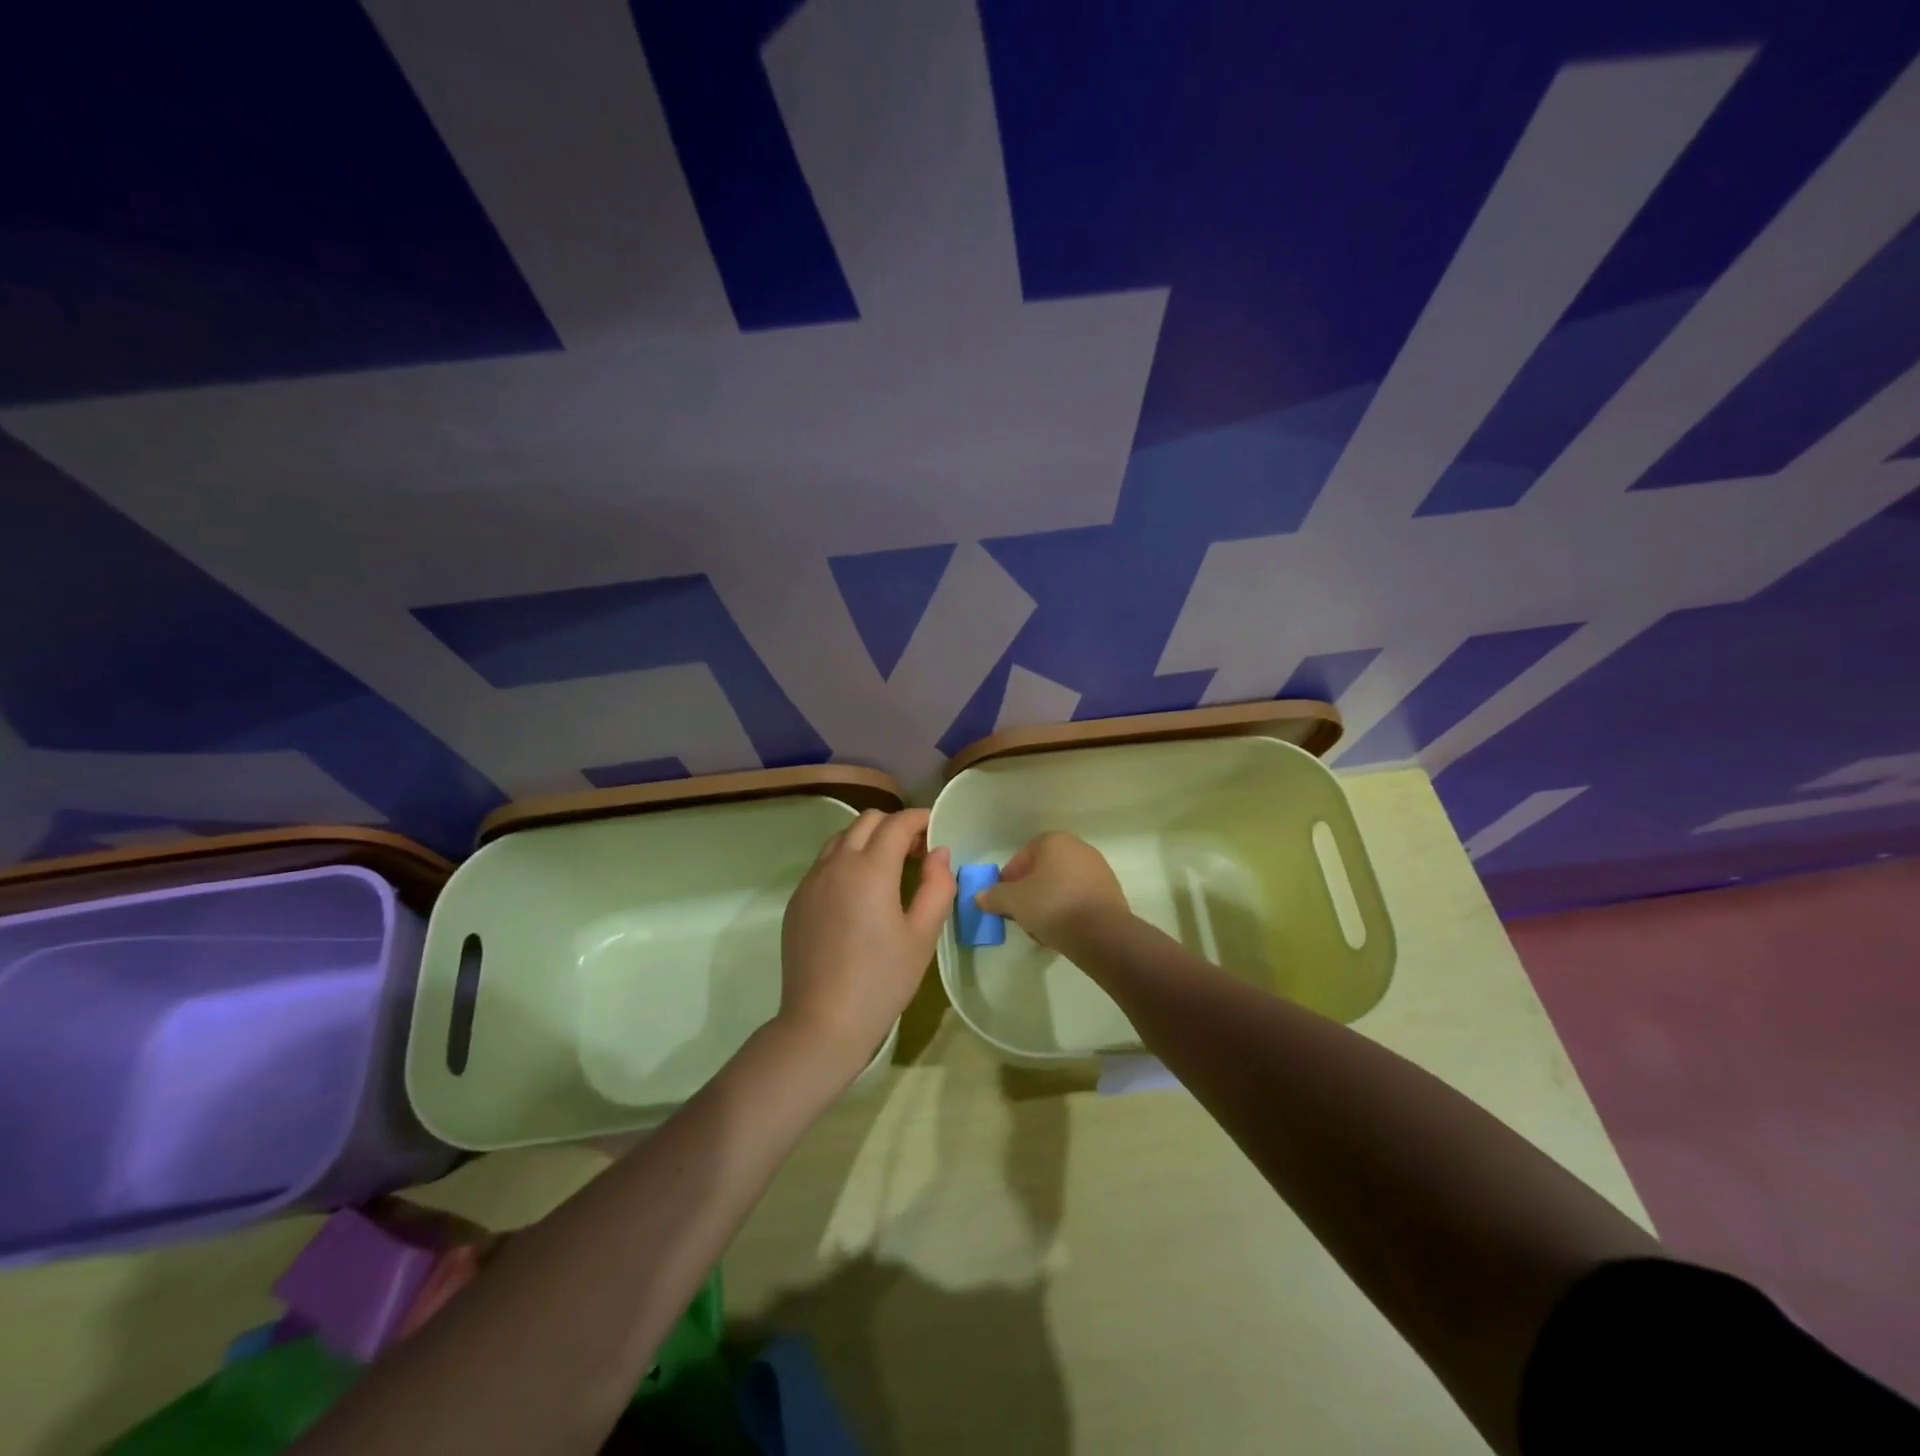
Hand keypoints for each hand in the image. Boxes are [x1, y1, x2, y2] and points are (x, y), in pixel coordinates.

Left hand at [779, 808, 954, 1076]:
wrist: (822, 1022)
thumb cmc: (882, 980)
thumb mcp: (923, 935)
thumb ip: (937, 886)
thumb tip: (939, 853)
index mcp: (871, 869)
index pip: (898, 823)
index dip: (921, 819)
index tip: (937, 832)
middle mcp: (837, 863)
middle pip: (867, 820)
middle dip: (895, 826)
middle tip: (916, 853)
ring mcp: (811, 880)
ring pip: (841, 838)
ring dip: (868, 839)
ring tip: (888, 869)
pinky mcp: (797, 900)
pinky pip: (824, 863)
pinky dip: (846, 860)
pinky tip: (859, 893)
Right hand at [976, 831, 1129, 949]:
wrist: (1101, 933)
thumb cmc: (1052, 905)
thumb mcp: (1014, 901)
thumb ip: (995, 896)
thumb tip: (980, 896)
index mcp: (1056, 841)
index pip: (1025, 853)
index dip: (1011, 875)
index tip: (1004, 897)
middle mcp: (1080, 849)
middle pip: (1045, 869)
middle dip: (1030, 890)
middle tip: (1020, 912)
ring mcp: (1099, 870)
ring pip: (1062, 885)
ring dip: (1048, 902)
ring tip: (1039, 927)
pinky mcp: (1111, 893)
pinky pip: (1080, 898)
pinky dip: (1068, 910)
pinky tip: (1061, 931)